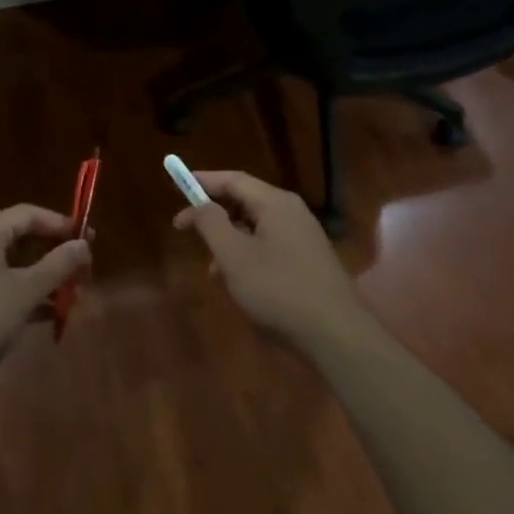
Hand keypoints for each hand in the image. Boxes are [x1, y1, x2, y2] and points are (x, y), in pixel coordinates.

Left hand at [0, 205, 89, 388]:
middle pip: (19, 239)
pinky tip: (40, 317)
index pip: (30, 214)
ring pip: (7, 265)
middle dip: (53, 256)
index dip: (61, 225)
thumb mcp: (25, 292)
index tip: (88, 241)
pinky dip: (17, 293)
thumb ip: (58, 265)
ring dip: (39, 279)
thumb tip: (83, 244)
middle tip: (81, 274)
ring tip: (68, 300)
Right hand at [174, 170, 366, 350]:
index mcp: (275, 202)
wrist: (337, 334)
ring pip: (255, 228)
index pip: (232, 179)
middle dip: (214, 216)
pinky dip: (248, 257)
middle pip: (244, 202)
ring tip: (213, 271)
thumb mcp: (234, 256)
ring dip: (229, 243)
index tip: (176, 188)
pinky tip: (239, 285)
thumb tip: (200, 204)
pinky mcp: (308, 261)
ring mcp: (303, 237)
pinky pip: (269, 247)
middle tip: (186, 231)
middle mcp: (291, 212)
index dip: (202, 182)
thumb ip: (211, 223)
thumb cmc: (278, 289)